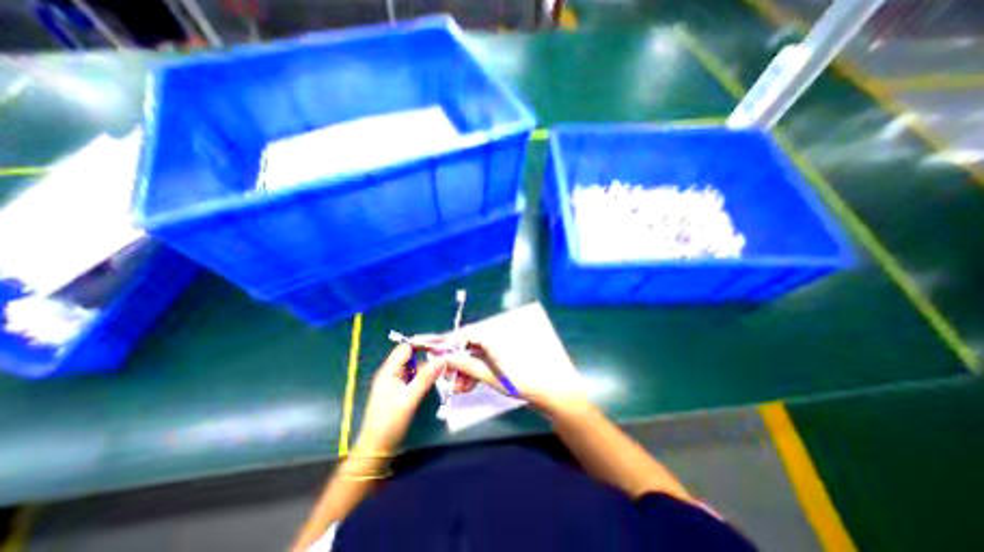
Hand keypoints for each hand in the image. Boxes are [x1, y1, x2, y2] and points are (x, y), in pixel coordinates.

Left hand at [354, 345, 442, 453]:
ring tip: (443, 370)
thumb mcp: (409, 399)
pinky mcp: (400, 391)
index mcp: (389, 371)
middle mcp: (391, 373)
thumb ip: (425, 378)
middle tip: (446, 358)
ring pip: (414, 367)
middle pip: (411, 356)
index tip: (441, 345)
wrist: (376, 449)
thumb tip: (442, 359)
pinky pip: (414, 377)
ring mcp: (395, 382)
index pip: (406, 347)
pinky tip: (433, 382)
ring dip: (427, 368)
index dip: (423, 343)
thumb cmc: (389, 423)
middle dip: (428, 355)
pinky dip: (424, 377)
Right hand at [443, 338, 587, 416]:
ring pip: (477, 354)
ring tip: (461, 388)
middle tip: (450, 380)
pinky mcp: (506, 355)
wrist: (550, 391)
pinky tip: (471, 384)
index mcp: (494, 336)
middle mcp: (497, 336)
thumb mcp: (489, 375)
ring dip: (467, 369)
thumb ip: (466, 365)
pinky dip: (477, 370)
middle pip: (470, 345)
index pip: (466, 333)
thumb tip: (445, 359)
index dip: (449, 343)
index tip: (436, 354)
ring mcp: (503, 346)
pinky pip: (486, 359)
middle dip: (458, 362)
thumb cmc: (520, 381)